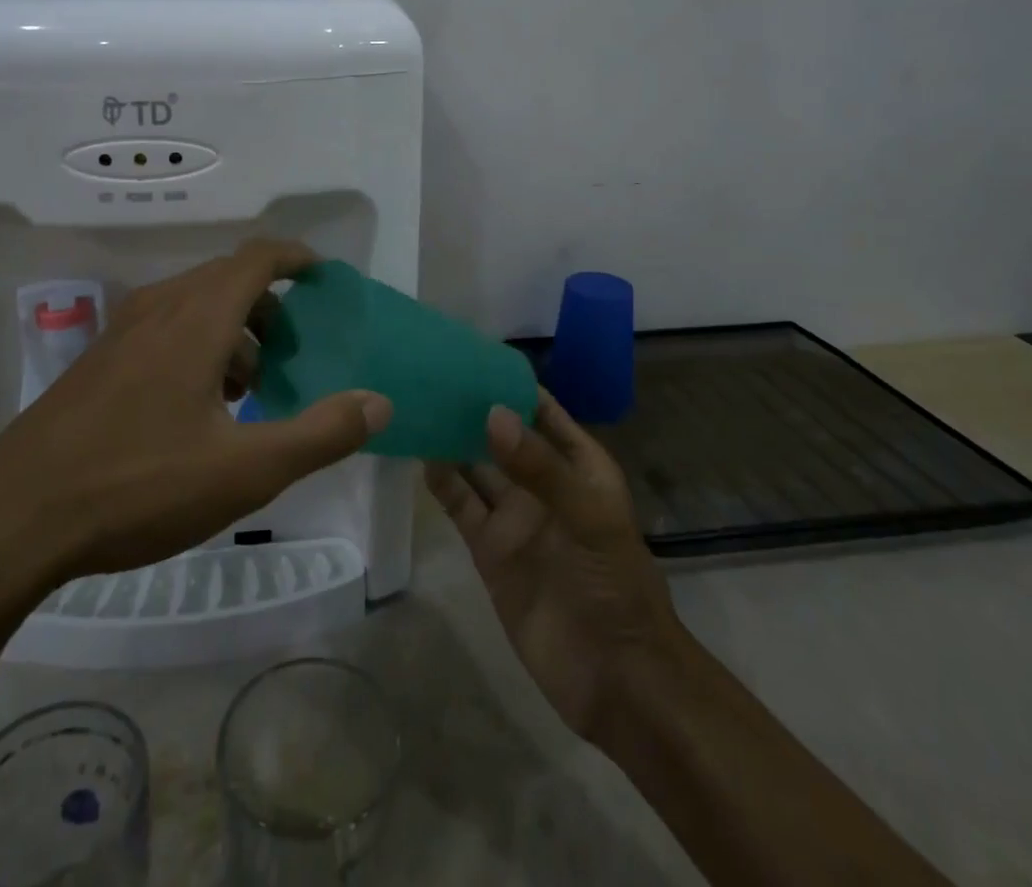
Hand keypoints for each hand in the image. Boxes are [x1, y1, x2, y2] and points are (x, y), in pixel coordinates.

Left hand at [0, 240, 393, 627]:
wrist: (12, 522)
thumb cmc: (138, 487)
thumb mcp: (245, 471)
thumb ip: (320, 434)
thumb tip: (378, 402)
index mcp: (196, 319)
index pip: (256, 258)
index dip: (295, 257)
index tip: (323, 276)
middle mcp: (158, 310)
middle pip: (226, 277)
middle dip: (268, 302)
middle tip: (292, 347)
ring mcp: (119, 334)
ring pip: (192, 303)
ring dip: (231, 326)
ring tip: (248, 385)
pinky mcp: (95, 363)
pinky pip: (161, 328)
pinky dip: (196, 343)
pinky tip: (195, 407)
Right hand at [427, 396, 682, 742]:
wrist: (615, 677)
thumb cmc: (615, 584)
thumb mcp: (588, 517)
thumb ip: (540, 467)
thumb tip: (491, 413)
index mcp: (578, 464)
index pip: (541, 410)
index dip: (511, 383)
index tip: (470, 354)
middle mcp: (542, 482)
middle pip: (502, 434)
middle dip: (472, 407)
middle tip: (429, 374)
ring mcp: (514, 516)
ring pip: (475, 465)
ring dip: (451, 439)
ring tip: (416, 404)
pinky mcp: (488, 549)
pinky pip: (461, 505)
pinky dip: (441, 481)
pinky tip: (419, 455)